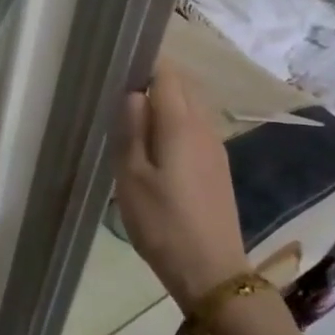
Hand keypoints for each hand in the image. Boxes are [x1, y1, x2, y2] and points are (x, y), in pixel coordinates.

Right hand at [114, 64, 250, 310]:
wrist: (210, 270)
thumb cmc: (162, 223)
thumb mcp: (132, 177)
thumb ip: (131, 130)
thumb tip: (133, 93)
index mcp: (181, 124)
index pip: (167, 74)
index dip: (144, 64)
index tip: (117, 70)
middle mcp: (204, 127)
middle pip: (182, 87)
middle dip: (153, 83)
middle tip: (118, 99)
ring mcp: (215, 148)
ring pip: (190, 108)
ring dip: (164, 106)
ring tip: (132, 124)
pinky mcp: (217, 167)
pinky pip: (194, 129)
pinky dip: (174, 126)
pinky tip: (154, 149)